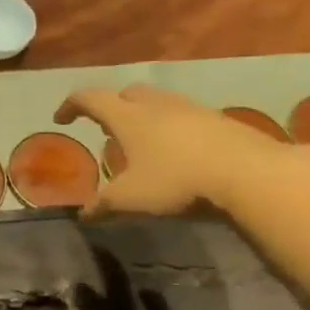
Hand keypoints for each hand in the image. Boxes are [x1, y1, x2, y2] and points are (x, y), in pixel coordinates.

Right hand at [56, 85, 284, 216]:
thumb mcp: (130, 199)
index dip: (71, 105)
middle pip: (126, 93)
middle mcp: (156, 104)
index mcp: (128, 117)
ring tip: (141, 142)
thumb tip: (82, 215)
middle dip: (110, 106)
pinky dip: (171, 127)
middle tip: (104, 128)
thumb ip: (102, 205)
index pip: (89, 98)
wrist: (249, 173)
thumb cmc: (177, 181)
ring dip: (143, 115)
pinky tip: (177, 151)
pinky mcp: (218, 120)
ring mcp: (191, 108)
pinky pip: (184, 115)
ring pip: (158, 102)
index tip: (61, 119)